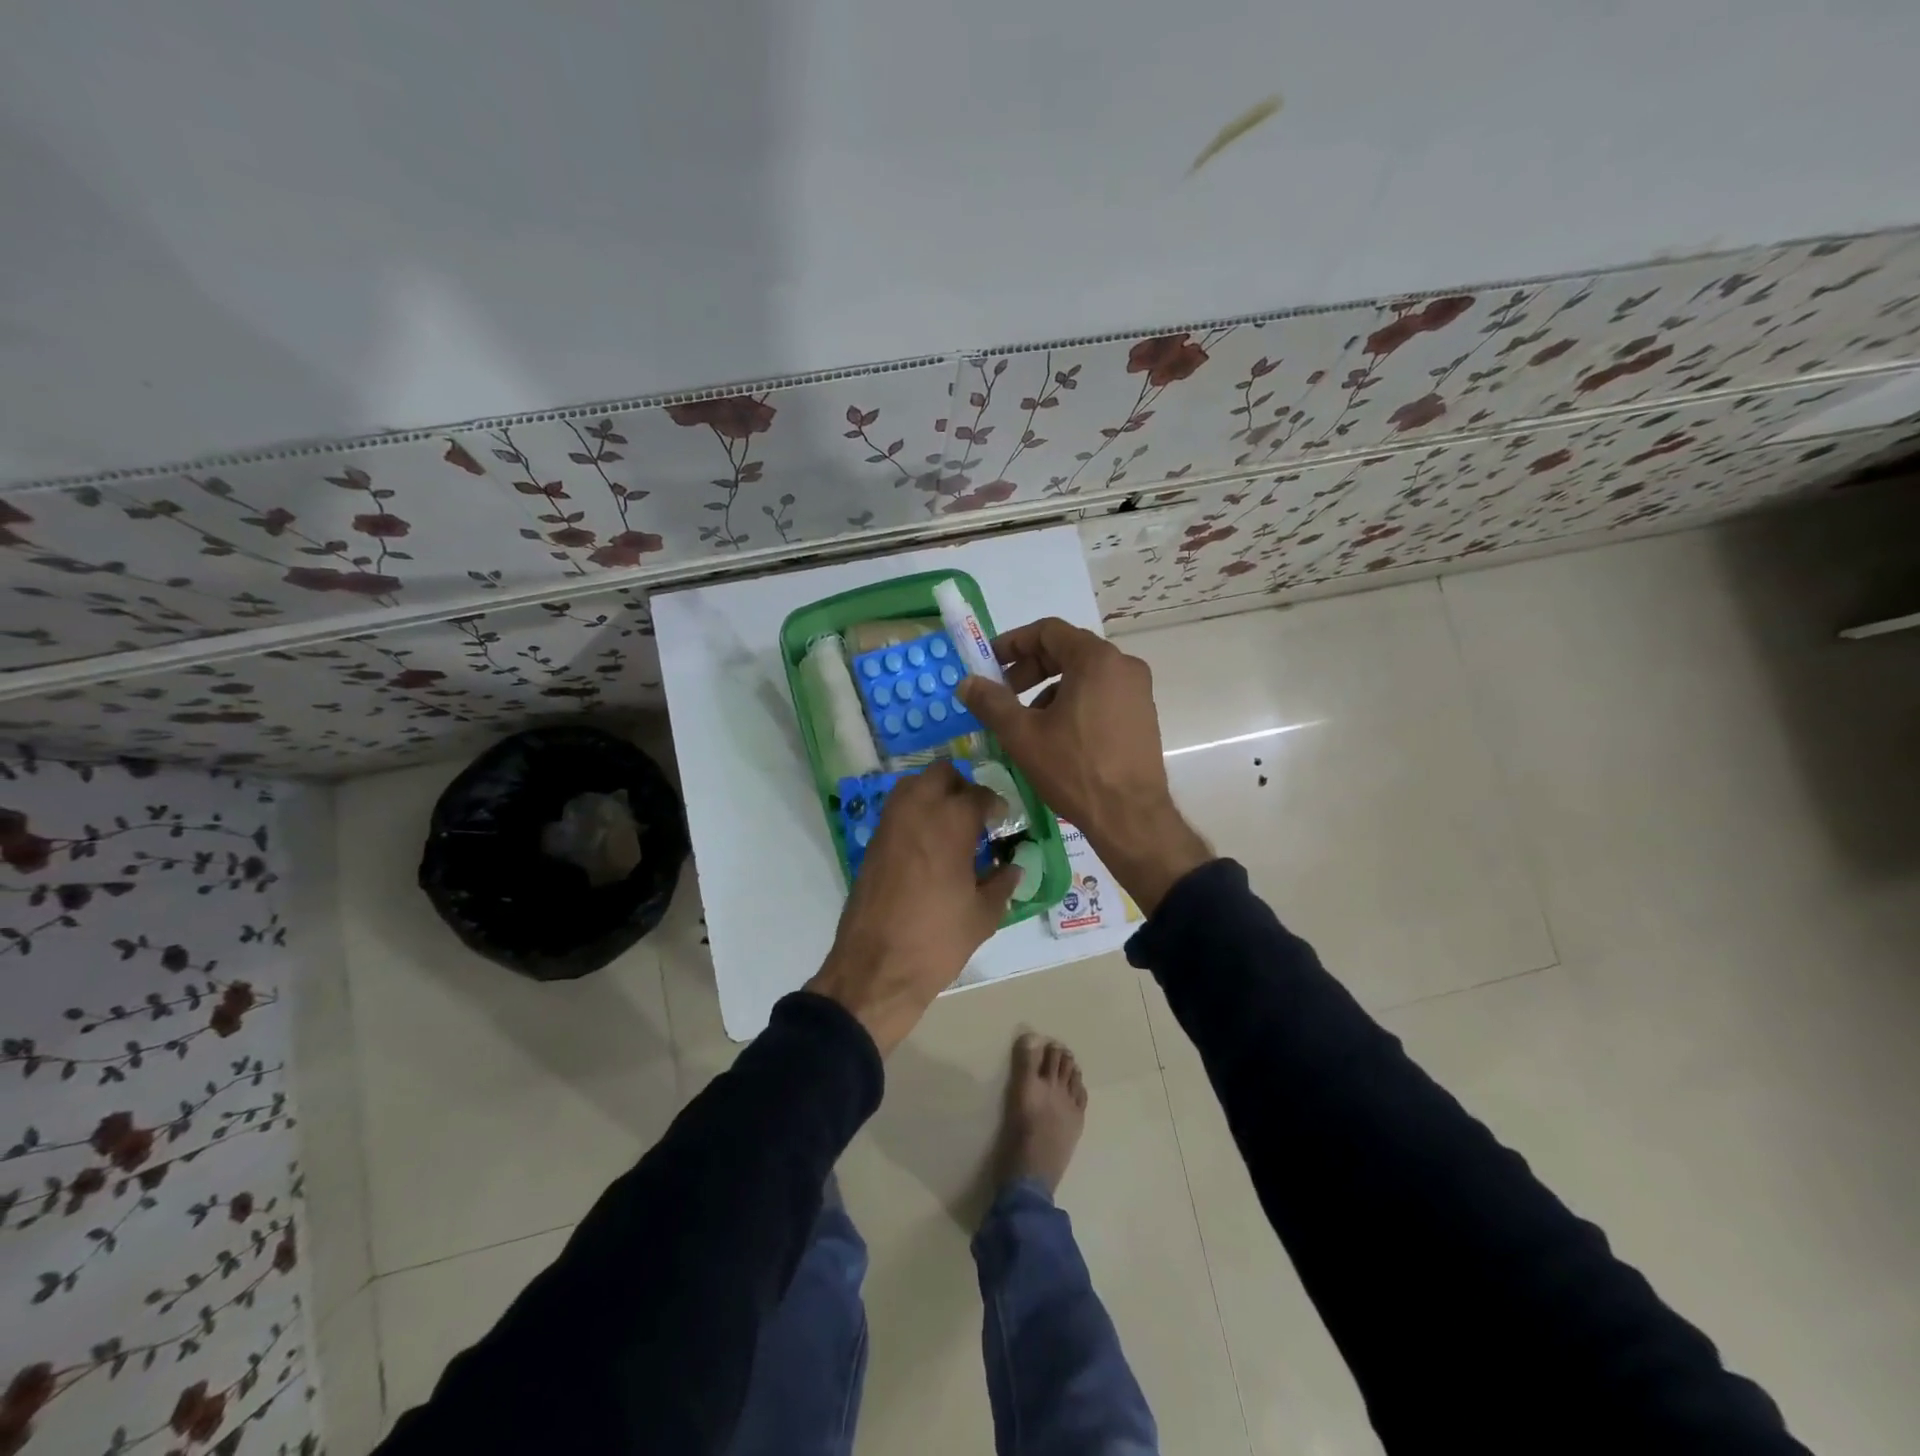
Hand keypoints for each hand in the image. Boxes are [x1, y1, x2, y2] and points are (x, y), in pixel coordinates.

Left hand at [806, 762, 1018, 1054]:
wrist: (876, 968)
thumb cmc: (938, 940)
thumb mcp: (983, 915)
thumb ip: (1002, 883)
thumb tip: (1013, 868)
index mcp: (951, 822)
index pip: (979, 795)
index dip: (995, 805)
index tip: (1002, 821)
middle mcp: (917, 810)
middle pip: (941, 773)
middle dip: (962, 787)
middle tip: (976, 815)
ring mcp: (890, 824)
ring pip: (913, 785)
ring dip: (934, 794)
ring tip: (951, 826)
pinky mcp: (873, 843)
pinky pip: (897, 810)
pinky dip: (914, 814)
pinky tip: (929, 845)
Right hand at [958, 618, 1210, 913]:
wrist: (1130, 817)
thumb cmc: (1074, 769)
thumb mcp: (1023, 735)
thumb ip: (991, 702)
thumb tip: (967, 682)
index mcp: (1096, 660)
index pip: (1048, 631)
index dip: (1013, 642)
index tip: (989, 663)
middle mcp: (1123, 665)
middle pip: (1067, 650)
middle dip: (1030, 668)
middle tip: (1003, 693)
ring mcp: (1138, 691)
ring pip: (1084, 674)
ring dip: (1049, 688)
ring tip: (1026, 720)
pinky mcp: (1142, 715)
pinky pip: (1101, 694)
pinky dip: (1073, 702)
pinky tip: (1056, 735)